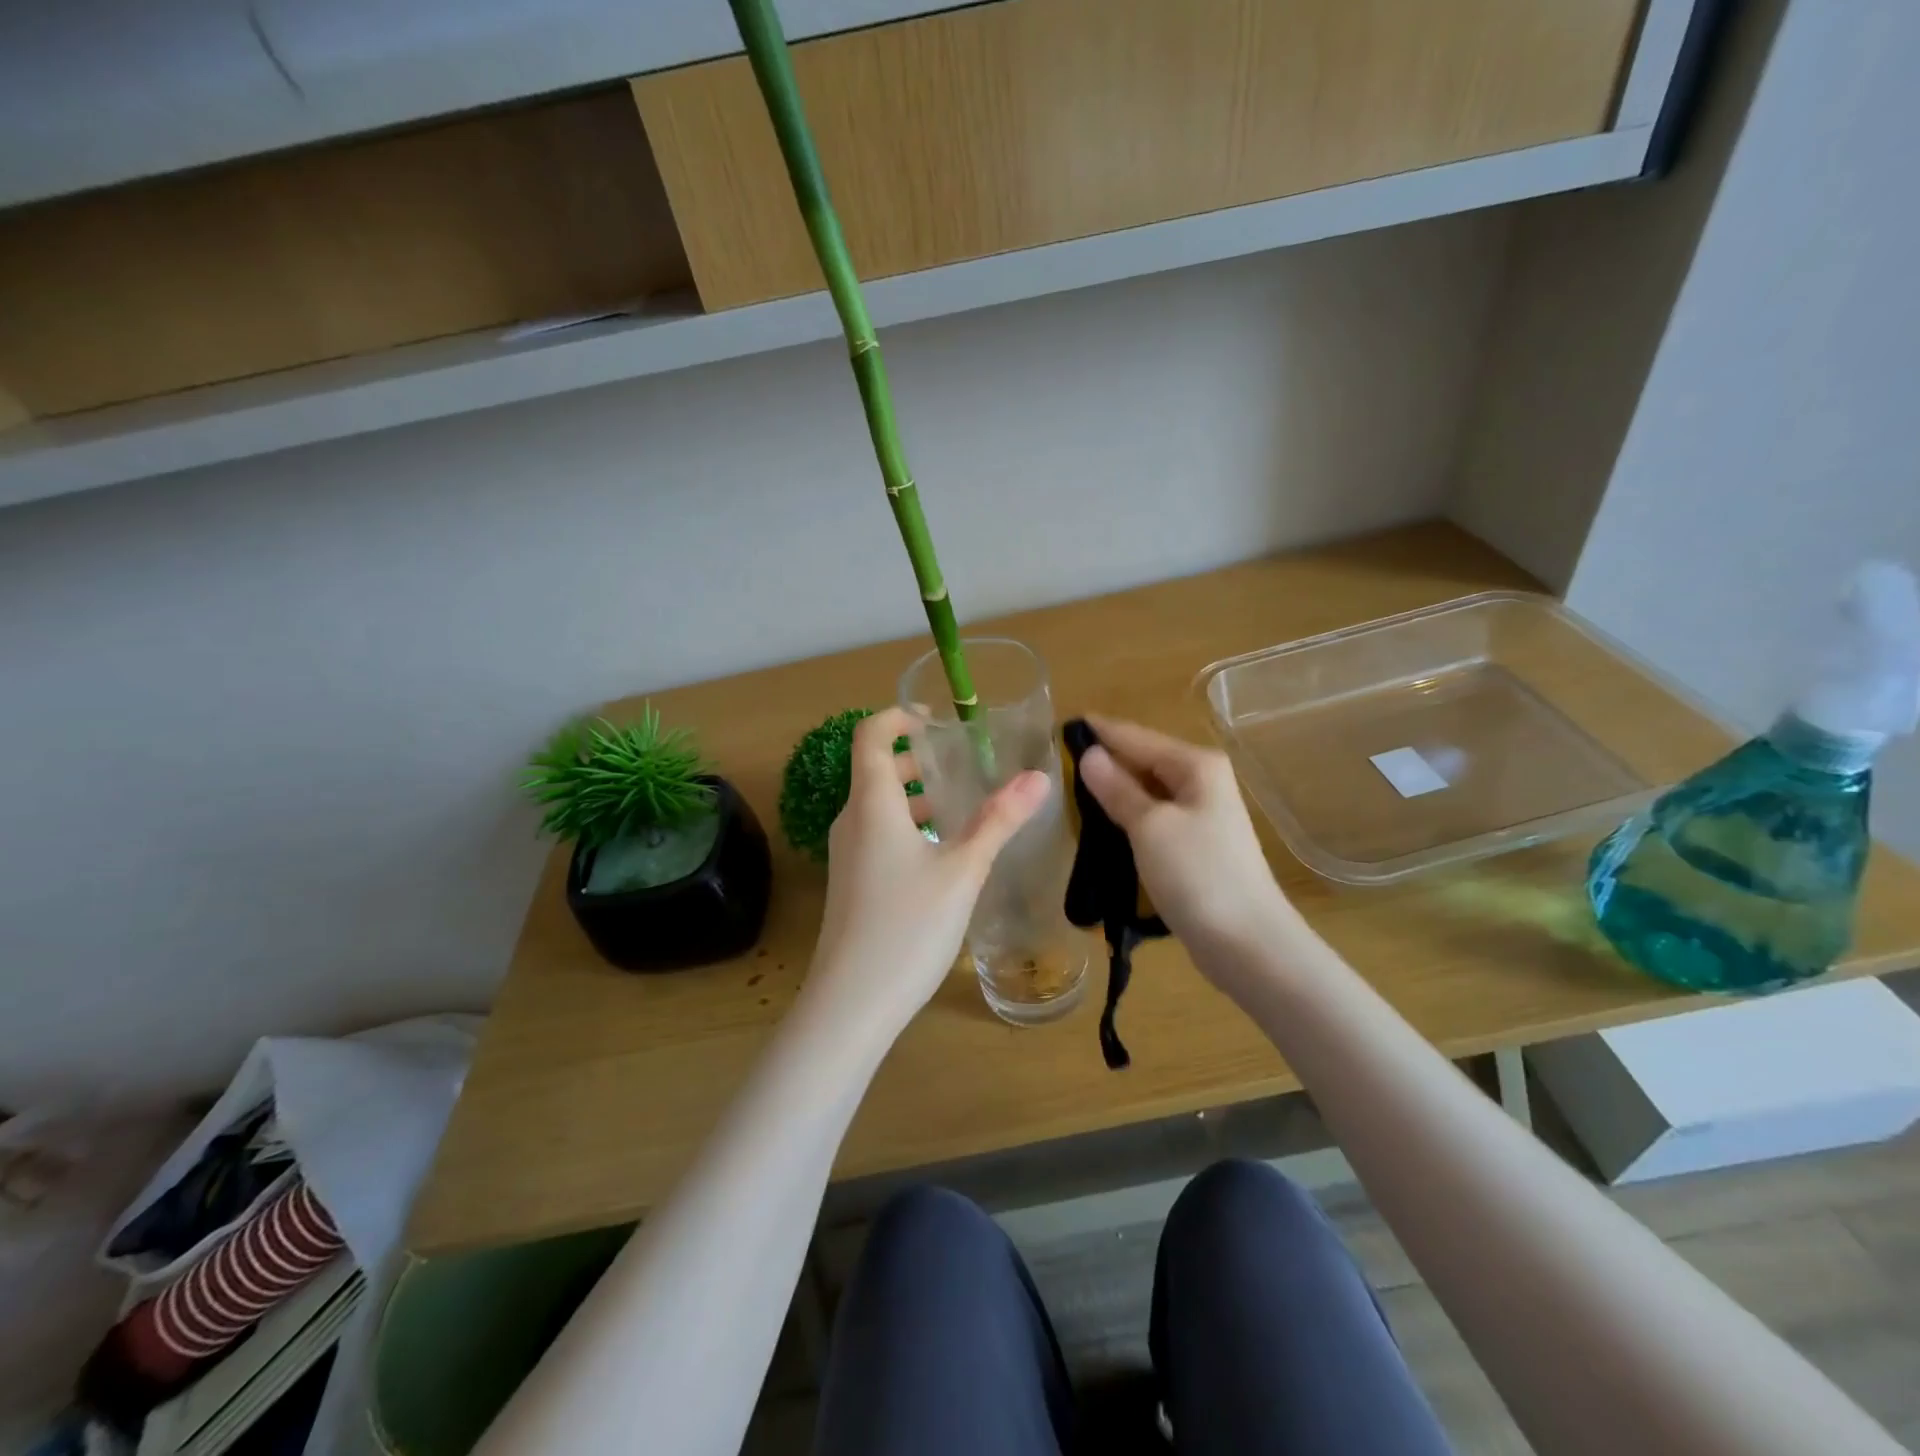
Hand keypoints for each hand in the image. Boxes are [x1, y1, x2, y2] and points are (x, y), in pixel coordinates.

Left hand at [805, 706, 1049, 1039]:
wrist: (850, 1004)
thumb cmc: (907, 927)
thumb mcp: (962, 871)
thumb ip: (998, 821)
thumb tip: (1038, 777)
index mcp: (873, 805)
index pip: (870, 736)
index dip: (898, 717)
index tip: (936, 720)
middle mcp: (852, 822)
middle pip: (876, 770)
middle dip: (916, 759)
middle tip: (962, 763)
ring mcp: (847, 855)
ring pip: (879, 807)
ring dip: (916, 797)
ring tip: (962, 806)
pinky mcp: (852, 884)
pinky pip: (878, 836)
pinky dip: (908, 827)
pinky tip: (942, 854)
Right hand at [1077, 716, 1300, 975]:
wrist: (1248, 943)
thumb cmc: (1198, 875)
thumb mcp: (1149, 826)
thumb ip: (1117, 788)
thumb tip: (1088, 754)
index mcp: (1196, 765)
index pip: (1135, 736)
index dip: (1098, 732)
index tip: (1058, 726)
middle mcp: (1203, 781)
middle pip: (1143, 761)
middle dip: (1104, 761)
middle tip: (1055, 764)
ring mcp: (1202, 815)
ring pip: (1147, 792)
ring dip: (1114, 792)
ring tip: (1068, 792)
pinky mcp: (1196, 846)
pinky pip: (1154, 818)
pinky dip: (1128, 817)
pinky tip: (1102, 826)